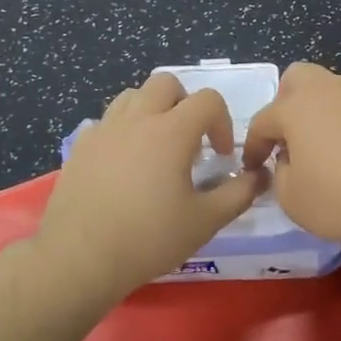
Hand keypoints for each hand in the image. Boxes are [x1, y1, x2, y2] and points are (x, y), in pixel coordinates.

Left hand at [39, 72, 264, 299]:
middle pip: (166, 83)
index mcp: (171, 131)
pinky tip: (124, 165)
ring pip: (132, 96)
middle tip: (190, 141)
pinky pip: (107, 122)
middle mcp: (137, 119)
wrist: (81, 257)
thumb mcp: (206, 221)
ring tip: (157, 148)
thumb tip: (259, 176)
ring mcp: (104, 130)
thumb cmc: (150, 238)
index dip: (222, 122)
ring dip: (152, 110)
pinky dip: (123, 131)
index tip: (220, 156)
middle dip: (185, 104)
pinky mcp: (81, 146)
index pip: (207, 99)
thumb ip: (239, 193)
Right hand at [242, 63, 340, 244]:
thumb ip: (279, 176)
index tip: (253, 167)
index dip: (253, 146)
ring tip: (331, 150)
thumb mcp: (294, 201)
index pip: (262, 121)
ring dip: (324, 115)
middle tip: (291, 138)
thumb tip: (288, 162)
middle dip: (286, 103)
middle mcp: (330, 90)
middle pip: (297, 78)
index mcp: (296, 108)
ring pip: (334, 92)